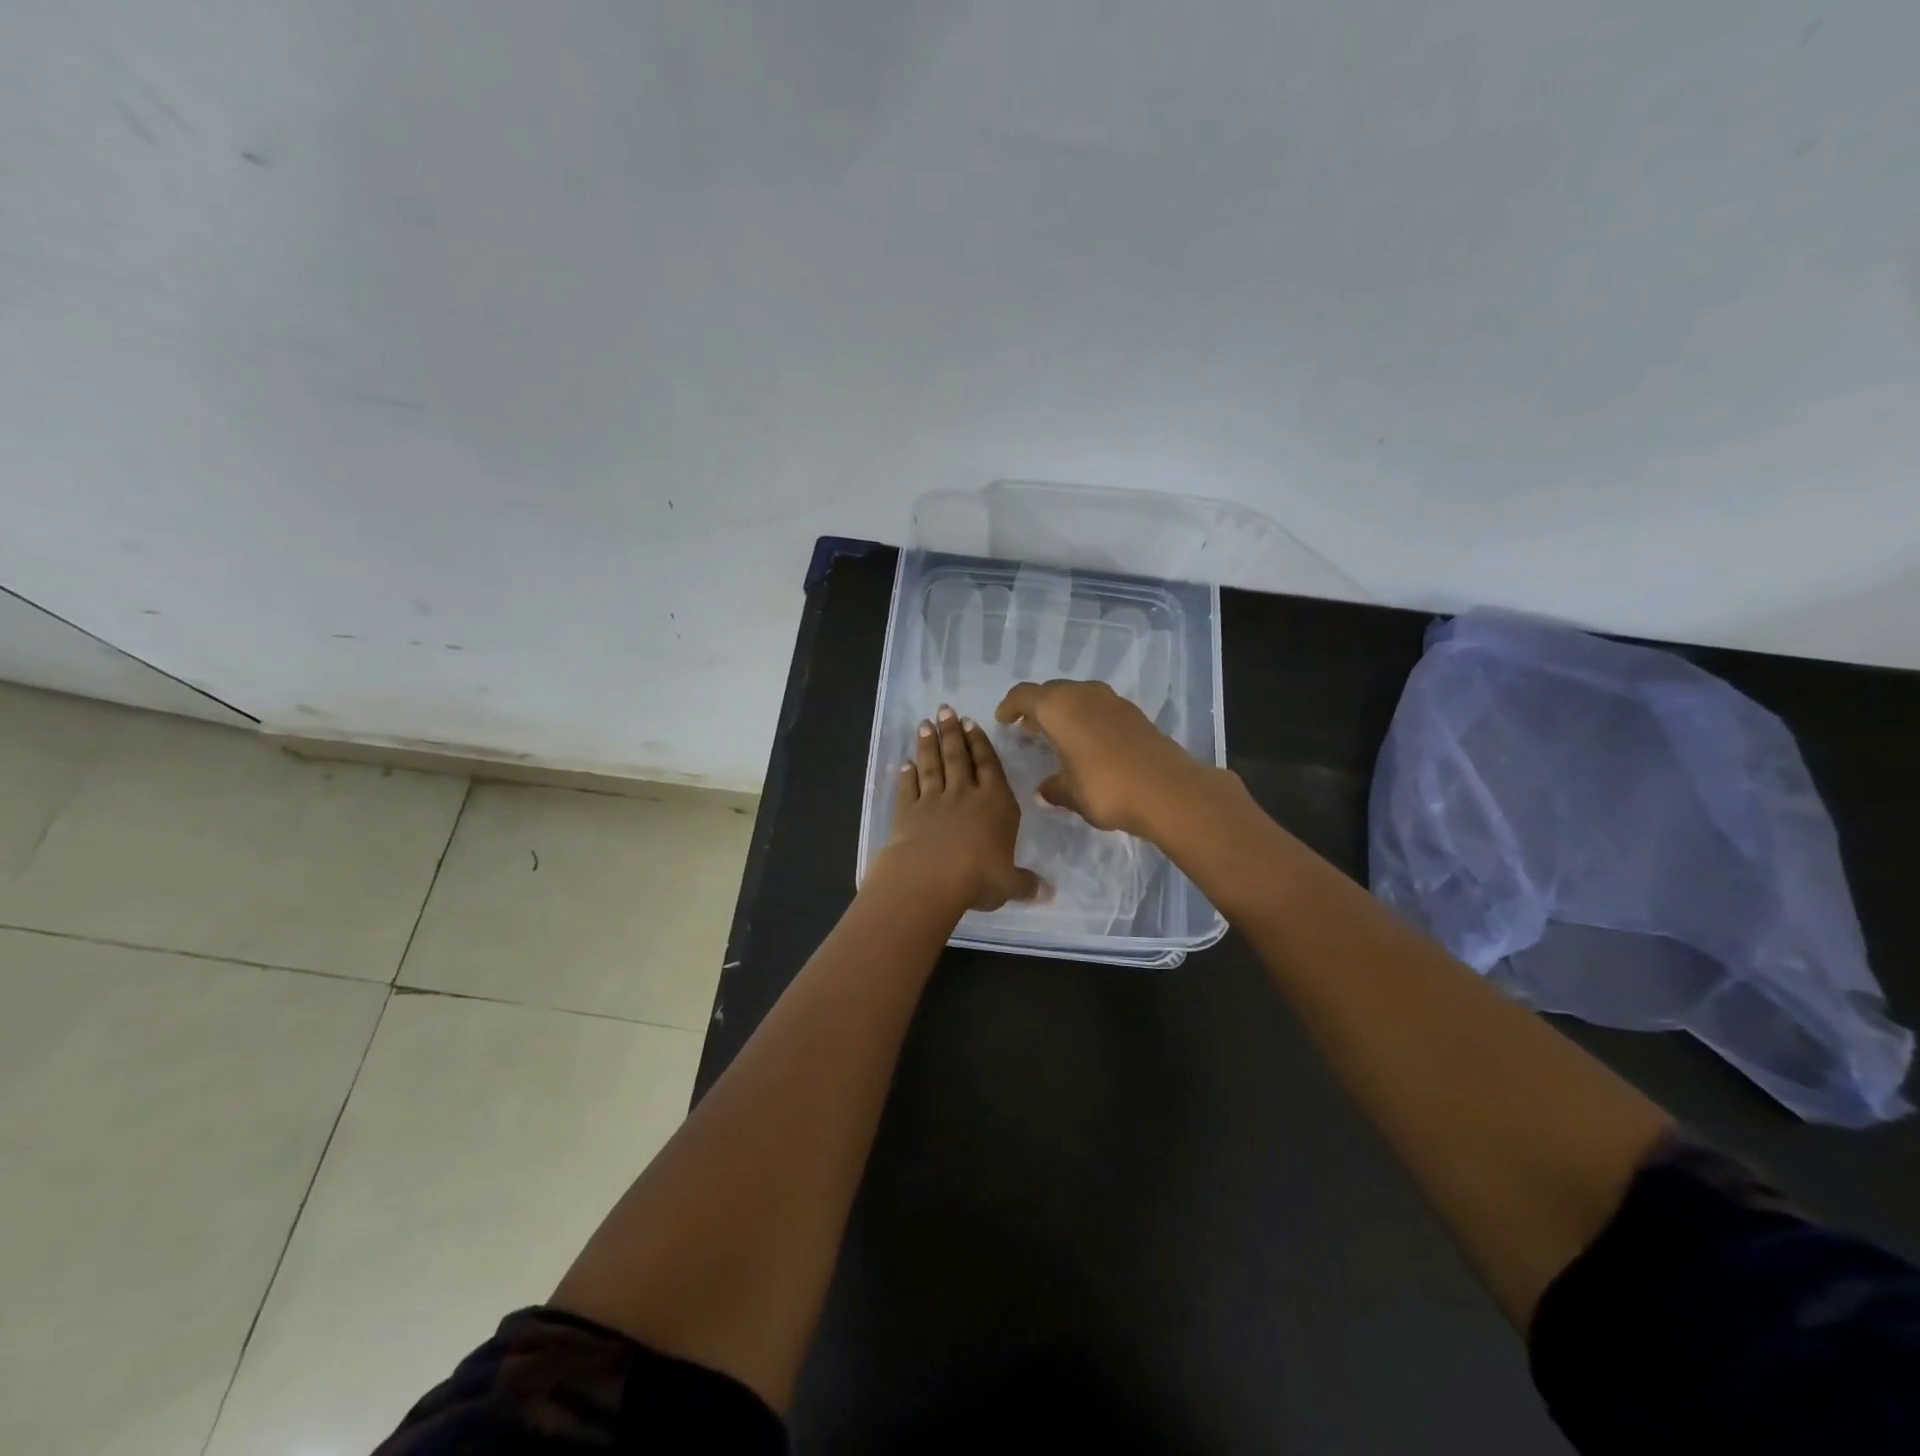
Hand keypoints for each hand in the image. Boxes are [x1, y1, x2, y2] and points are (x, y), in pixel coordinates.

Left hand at [872, 705, 1042, 911]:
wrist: (930, 876)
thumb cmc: (978, 876)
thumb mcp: (1009, 884)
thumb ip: (1026, 884)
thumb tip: (1048, 894)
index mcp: (996, 803)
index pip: (989, 766)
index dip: (980, 743)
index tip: (971, 723)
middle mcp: (965, 794)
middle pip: (958, 757)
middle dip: (952, 732)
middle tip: (945, 710)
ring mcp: (933, 800)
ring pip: (932, 765)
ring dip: (928, 744)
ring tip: (925, 724)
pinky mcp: (907, 811)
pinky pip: (907, 788)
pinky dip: (905, 775)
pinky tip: (903, 764)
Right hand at [994, 679, 1219, 840]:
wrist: (1167, 790)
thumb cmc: (1106, 788)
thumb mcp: (1069, 794)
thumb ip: (1052, 788)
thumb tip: (1044, 790)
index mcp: (1058, 707)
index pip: (1024, 695)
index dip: (1010, 706)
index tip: (1003, 720)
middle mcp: (1083, 694)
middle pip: (1051, 691)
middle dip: (1037, 707)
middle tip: (1028, 730)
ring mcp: (1112, 700)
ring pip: (1077, 696)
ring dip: (1063, 711)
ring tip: (1057, 735)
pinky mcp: (1133, 713)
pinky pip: (1098, 707)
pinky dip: (1086, 718)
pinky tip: (1087, 742)